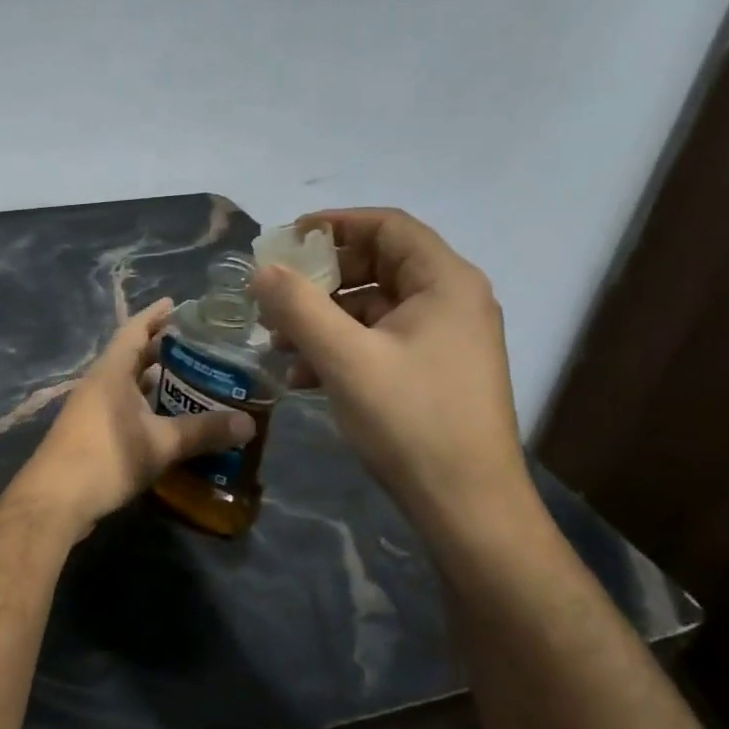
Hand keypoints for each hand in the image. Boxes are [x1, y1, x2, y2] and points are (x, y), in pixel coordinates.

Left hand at [15, 299, 255, 531]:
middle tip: (201, 347)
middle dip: (163, 350)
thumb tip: (249, 424)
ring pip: (129, 385)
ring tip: (194, 380)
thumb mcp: (160, 444)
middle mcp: (99, 384)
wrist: (55, 500)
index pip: (134, 330)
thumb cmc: (106, 458)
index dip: (156, 315)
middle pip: (133, 357)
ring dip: (156, 382)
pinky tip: (170, 420)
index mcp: (111, 372)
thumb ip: (203, 431)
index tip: (179, 304)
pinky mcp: (92, 434)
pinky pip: (125, 408)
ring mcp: (92, 409)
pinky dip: (148, 407)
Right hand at [250, 208, 530, 539]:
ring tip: (279, 342)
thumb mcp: (344, 358)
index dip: (334, 224)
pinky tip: (304, 376)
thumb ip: (298, 306)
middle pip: (377, 266)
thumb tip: (262, 270)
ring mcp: (445, 339)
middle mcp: (451, 301)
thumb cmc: (409, 420)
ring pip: (373, 307)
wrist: (466, 504)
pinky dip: (340, 347)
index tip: (286, 240)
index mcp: (444, 283)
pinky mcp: (433, 371)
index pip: (388, 226)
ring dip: (323, 318)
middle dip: (320, 280)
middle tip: (275, 297)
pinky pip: (379, 340)